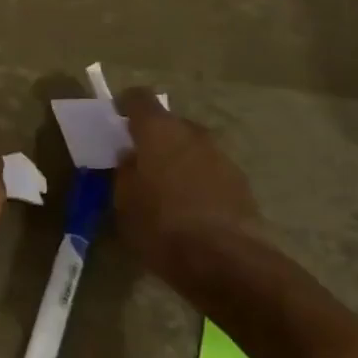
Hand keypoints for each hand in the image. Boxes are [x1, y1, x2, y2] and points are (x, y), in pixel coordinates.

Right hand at [113, 88, 261, 277]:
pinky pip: (209, 170)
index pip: (139, 98)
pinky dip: (197, 180)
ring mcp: (221, 157)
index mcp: (157, 130)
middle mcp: (192, 134)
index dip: (125, 105)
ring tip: (164, 187)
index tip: (116, 118)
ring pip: (192, 147)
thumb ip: (124, 171)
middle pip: (169, 123)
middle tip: (139, 159)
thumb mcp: (122, 200)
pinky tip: (189, 206)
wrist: (223, 260)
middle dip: (153, 136)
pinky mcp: (241, 183)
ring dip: (177, 159)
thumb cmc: (159, 225)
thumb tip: (130, 157)